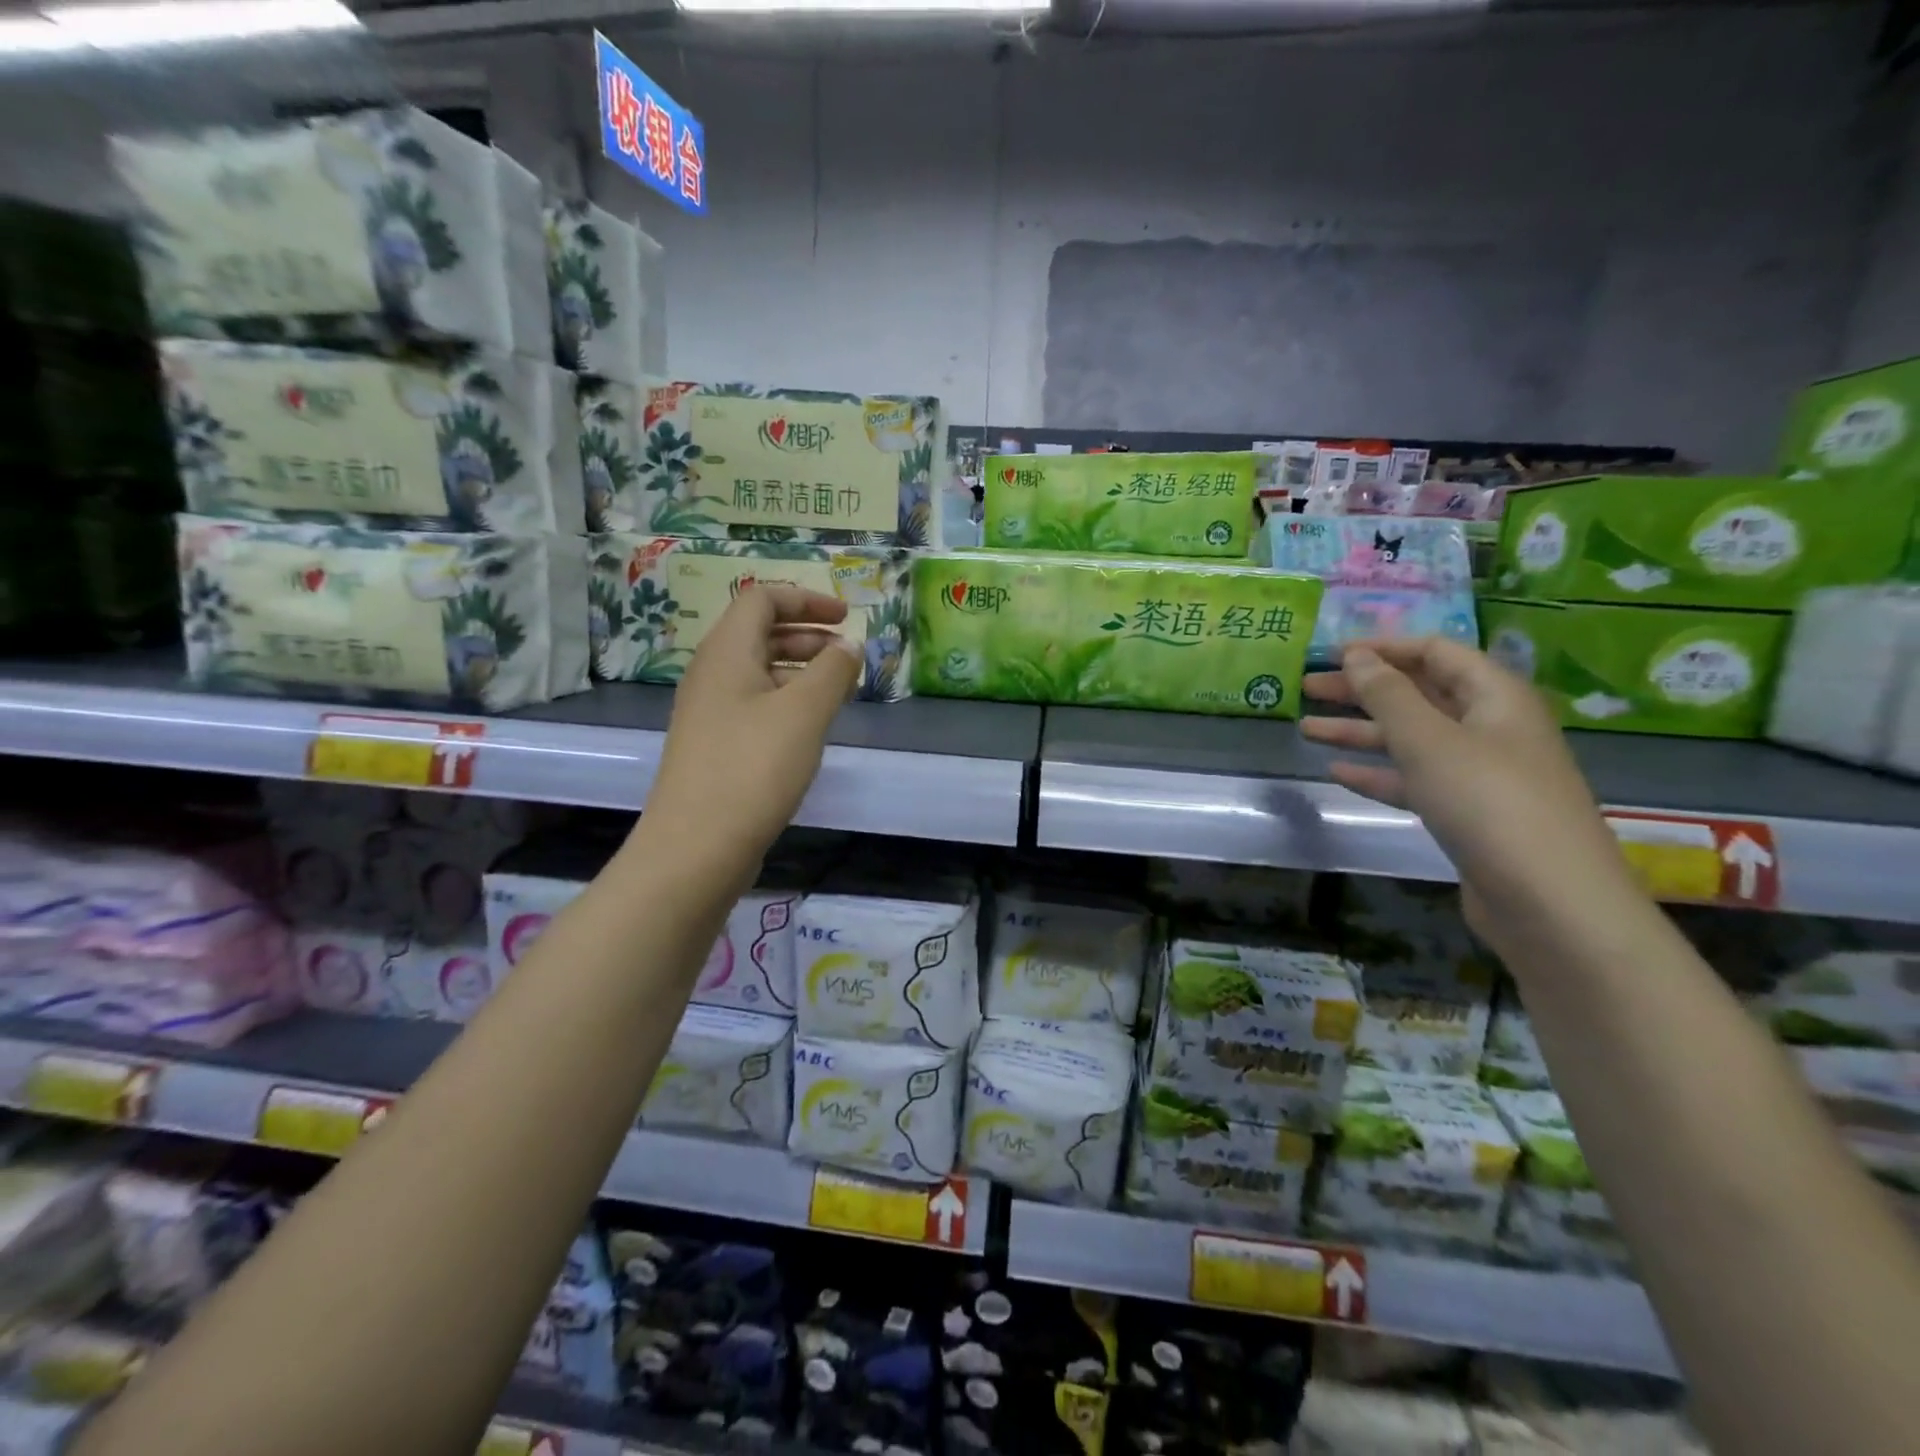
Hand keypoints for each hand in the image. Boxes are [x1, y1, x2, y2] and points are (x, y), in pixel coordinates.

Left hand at [638, 586, 862, 894]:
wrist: (696, 847)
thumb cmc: (753, 768)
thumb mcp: (805, 712)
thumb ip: (833, 670)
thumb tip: (849, 645)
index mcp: (726, 652)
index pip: (762, 599)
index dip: (806, 599)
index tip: (845, 617)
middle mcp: (711, 674)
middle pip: (759, 633)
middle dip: (807, 635)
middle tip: (846, 655)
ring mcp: (709, 713)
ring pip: (759, 672)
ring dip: (800, 670)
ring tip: (838, 692)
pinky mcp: (714, 746)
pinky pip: (754, 706)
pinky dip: (787, 702)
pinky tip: (810, 729)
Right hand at [1300, 637, 1638, 942]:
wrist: (1550, 902)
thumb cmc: (1488, 802)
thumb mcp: (1429, 740)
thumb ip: (1387, 695)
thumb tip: (1357, 656)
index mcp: (1495, 697)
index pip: (1436, 652)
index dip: (1385, 648)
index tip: (1332, 654)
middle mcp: (1490, 727)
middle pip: (1419, 695)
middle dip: (1363, 689)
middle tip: (1308, 687)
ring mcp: (1479, 773)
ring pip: (1411, 739)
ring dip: (1360, 731)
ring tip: (1306, 727)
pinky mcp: (1466, 813)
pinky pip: (1414, 780)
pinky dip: (1377, 773)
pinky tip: (1337, 772)